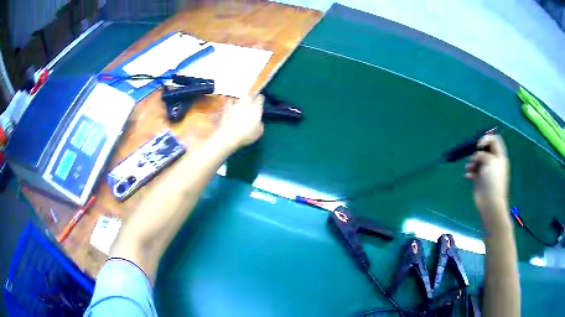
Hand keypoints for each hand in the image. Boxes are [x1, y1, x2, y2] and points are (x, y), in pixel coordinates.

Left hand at [217, 95, 264, 148]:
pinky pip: (230, 102)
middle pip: (250, 97)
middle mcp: (246, 103)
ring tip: (242, 106)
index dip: (260, 99)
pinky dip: (232, 104)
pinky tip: (231, 107)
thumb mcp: (258, 133)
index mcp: (256, 108)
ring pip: (240, 99)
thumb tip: (259, 122)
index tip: (260, 101)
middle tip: (251, 104)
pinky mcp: (226, 108)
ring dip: (242, 102)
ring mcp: (236, 104)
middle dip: (251, 99)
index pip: (260, 98)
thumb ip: (260, 125)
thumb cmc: (246, 135)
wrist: (228, 136)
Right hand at [465, 134, 510, 229]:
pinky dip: (470, 172)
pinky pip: (473, 171)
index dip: (487, 138)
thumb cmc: (493, 181)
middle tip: (473, 154)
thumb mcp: (490, 161)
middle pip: (485, 149)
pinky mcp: (480, 179)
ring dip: (472, 161)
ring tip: (469, 167)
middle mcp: (494, 161)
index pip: (495, 140)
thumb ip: (483, 153)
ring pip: (478, 159)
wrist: (490, 203)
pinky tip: (468, 176)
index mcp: (499, 156)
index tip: (479, 144)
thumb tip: (477, 153)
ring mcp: (487, 170)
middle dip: (477, 150)